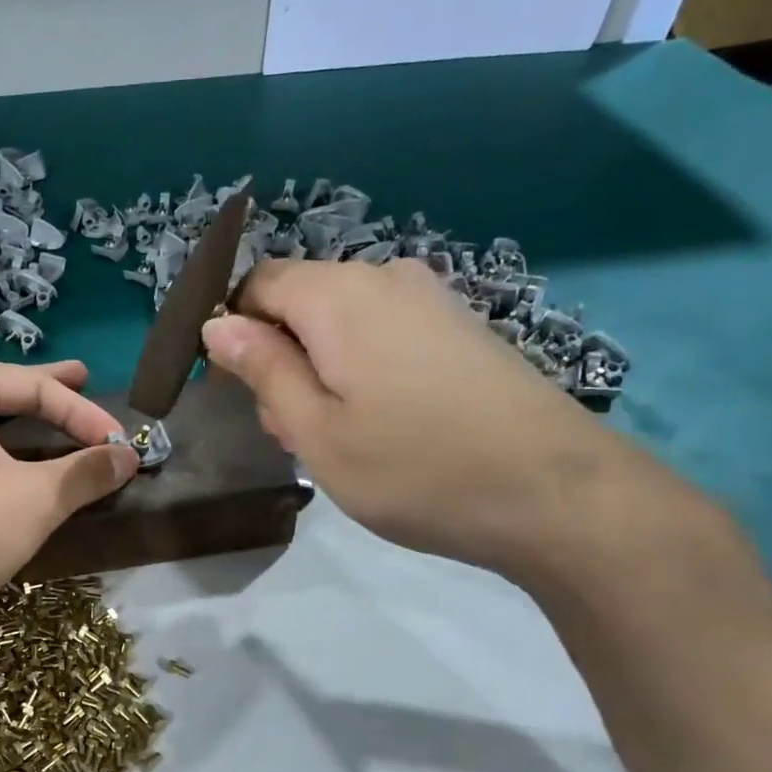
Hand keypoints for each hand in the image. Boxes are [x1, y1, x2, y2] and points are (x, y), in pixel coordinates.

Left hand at [0, 360, 138, 625]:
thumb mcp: (36, 500)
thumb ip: (86, 471)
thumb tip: (129, 456)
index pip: (33, 387)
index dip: (84, 413)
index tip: (121, 442)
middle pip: (5, 391)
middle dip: (48, 393)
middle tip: (85, 378)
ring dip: (28, 420)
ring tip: (59, 410)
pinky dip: (5, 446)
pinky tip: (23, 453)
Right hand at [202, 259, 683, 583]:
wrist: (553, 493)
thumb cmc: (414, 467)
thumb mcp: (315, 429)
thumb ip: (263, 368)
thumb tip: (218, 323)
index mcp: (338, 295)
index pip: (257, 284)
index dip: (232, 330)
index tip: (235, 390)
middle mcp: (385, 278)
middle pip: (299, 302)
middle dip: (278, 357)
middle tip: (290, 430)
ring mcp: (430, 300)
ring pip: (340, 323)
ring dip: (318, 370)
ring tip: (336, 437)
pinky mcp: (460, 328)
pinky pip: (383, 334)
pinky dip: (360, 370)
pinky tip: (381, 424)